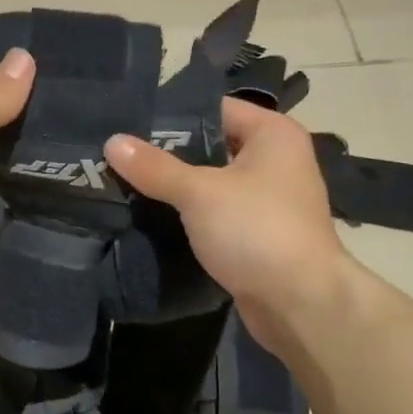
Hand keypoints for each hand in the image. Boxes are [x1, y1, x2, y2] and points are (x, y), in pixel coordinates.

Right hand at [104, 98, 352, 342]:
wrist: (300, 304)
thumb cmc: (257, 231)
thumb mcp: (200, 192)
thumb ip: (155, 167)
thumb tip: (112, 141)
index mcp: (272, 134)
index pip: (214, 109)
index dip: (172, 115)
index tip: (127, 124)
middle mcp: (275, 161)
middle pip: (211, 146)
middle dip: (167, 155)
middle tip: (118, 157)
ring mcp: (268, 201)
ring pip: (211, 185)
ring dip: (176, 190)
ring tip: (125, 185)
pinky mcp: (257, 236)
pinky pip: (216, 216)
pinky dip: (190, 218)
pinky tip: (152, 220)